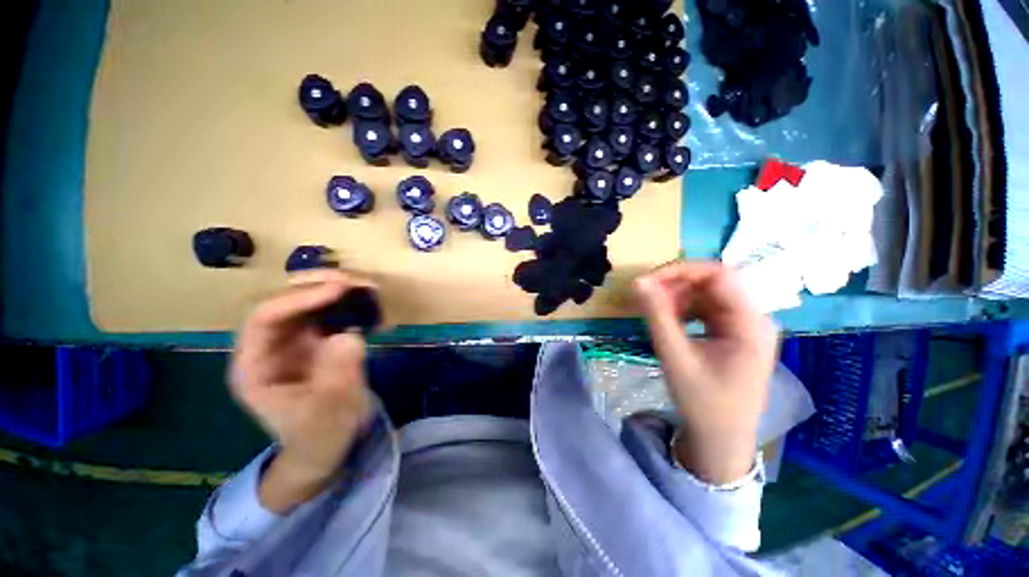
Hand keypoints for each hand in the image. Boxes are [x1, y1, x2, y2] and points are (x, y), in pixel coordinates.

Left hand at [230, 269, 374, 512]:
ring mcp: (296, 342)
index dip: (299, 299)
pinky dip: (350, 305)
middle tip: (354, 282)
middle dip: (317, 286)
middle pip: (285, 302)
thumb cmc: (320, 437)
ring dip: (336, 291)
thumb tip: (350, 335)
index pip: (265, 318)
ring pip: (308, 303)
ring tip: (366, 287)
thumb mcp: (328, 415)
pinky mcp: (320, 341)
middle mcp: (270, 346)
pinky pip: (331, 314)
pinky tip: (370, 304)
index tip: (338, 290)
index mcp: (254, 366)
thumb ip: (337, 378)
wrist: (330, 444)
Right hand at [633, 261, 777, 484]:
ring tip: (654, 311)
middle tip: (646, 297)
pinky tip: (668, 321)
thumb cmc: (702, 402)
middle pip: (714, 283)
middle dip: (676, 285)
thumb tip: (638, 281)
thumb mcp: (675, 356)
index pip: (719, 275)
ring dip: (677, 297)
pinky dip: (683, 309)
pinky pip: (706, 309)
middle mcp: (754, 318)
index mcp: (751, 323)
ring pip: (707, 294)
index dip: (681, 270)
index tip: (648, 280)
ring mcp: (744, 326)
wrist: (721, 439)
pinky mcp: (733, 333)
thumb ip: (657, 316)